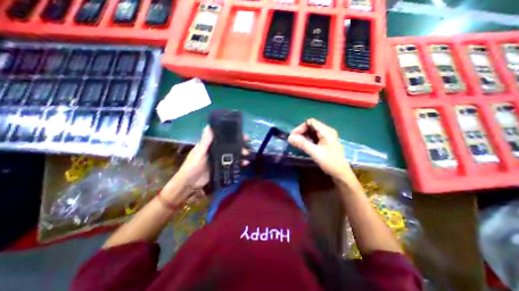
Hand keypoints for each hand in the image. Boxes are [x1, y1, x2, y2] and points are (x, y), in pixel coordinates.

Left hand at [174, 126, 249, 190]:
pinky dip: (239, 162)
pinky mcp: (222, 167)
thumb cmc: (192, 166)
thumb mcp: (199, 153)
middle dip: (239, 145)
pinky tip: (245, 163)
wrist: (190, 183)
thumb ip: (205, 141)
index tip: (242, 135)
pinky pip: (232, 163)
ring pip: (232, 154)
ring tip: (247, 155)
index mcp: (210, 145)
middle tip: (247, 146)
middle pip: (230, 145)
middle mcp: (216, 150)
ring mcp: (219, 159)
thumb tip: (209, 126)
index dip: (233, 135)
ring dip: (240, 154)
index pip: (223, 137)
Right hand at [286, 118, 354, 179]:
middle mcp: (327, 131)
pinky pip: (315, 137)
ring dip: (304, 136)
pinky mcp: (326, 142)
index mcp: (326, 131)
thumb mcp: (315, 152)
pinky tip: (304, 145)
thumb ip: (302, 144)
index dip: (300, 128)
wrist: (341, 173)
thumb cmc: (329, 162)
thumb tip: (289, 137)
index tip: (293, 136)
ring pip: (312, 132)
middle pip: (311, 126)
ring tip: (297, 143)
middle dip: (301, 132)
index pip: (310, 122)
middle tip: (294, 140)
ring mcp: (327, 136)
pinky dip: (308, 139)